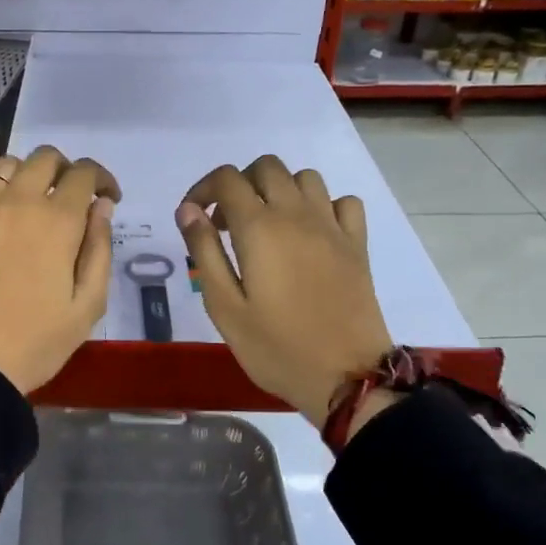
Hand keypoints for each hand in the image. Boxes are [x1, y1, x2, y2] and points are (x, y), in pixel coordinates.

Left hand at [0, 145, 120, 395]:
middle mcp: (16, 202)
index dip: (102, 179)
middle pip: (44, 157)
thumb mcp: (87, 305)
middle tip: (71, 199)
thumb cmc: (36, 342)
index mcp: (56, 220)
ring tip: (32, 208)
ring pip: (7, 168)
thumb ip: (100, 248)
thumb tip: (101, 207)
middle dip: (66, 169)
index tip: (108, 200)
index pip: (83, 173)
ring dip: (28, 178)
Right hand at [177, 155, 392, 428]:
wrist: (346, 376)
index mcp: (259, 229)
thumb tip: (188, 210)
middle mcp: (297, 215)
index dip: (203, 189)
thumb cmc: (275, 348)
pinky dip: (323, 206)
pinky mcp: (357, 244)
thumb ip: (204, 251)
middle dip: (240, 184)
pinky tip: (311, 233)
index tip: (194, 217)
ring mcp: (332, 227)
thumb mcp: (224, 307)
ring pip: (305, 178)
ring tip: (268, 226)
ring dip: (280, 190)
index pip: (226, 179)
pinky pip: (343, 202)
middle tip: (228, 224)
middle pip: (266, 167)